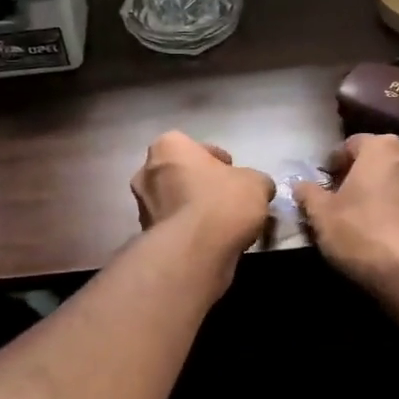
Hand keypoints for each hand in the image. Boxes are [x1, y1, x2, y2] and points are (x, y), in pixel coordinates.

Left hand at [131, 132, 275, 280]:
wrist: (195, 251)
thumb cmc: (223, 202)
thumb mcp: (256, 183)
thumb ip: (254, 180)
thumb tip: (257, 188)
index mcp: (168, 147)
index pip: (195, 147)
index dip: (218, 161)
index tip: (233, 176)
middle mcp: (146, 172)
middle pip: (180, 174)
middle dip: (200, 184)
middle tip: (226, 198)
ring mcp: (142, 206)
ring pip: (173, 202)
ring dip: (192, 209)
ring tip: (220, 224)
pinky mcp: (145, 236)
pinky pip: (172, 227)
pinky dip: (187, 231)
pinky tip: (209, 241)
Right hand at [294, 133, 398, 295]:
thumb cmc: (361, 232)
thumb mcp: (321, 214)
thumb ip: (308, 194)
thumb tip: (300, 185)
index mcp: (381, 146)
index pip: (349, 144)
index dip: (332, 163)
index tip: (322, 184)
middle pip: (375, 157)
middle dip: (357, 172)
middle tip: (338, 196)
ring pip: (394, 176)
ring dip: (378, 188)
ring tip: (360, 212)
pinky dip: (395, 204)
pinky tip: (382, 227)